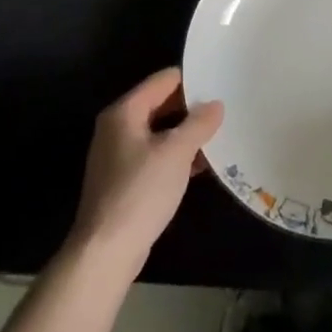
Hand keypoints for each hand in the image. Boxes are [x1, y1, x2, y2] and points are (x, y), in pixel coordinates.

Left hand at [70, 68, 223, 278]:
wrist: (106, 251)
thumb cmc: (140, 192)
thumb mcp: (176, 153)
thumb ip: (199, 124)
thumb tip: (215, 105)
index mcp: (125, 112)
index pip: (164, 80)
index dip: (193, 81)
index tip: (221, 86)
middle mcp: (118, 127)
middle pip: (161, 104)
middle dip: (192, 109)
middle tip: (225, 111)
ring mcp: (119, 154)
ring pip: (160, 132)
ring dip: (187, 134)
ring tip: (220, 136)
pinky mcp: (124, 179)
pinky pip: (156, 155)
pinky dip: (176, 156)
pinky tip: (202, 165)